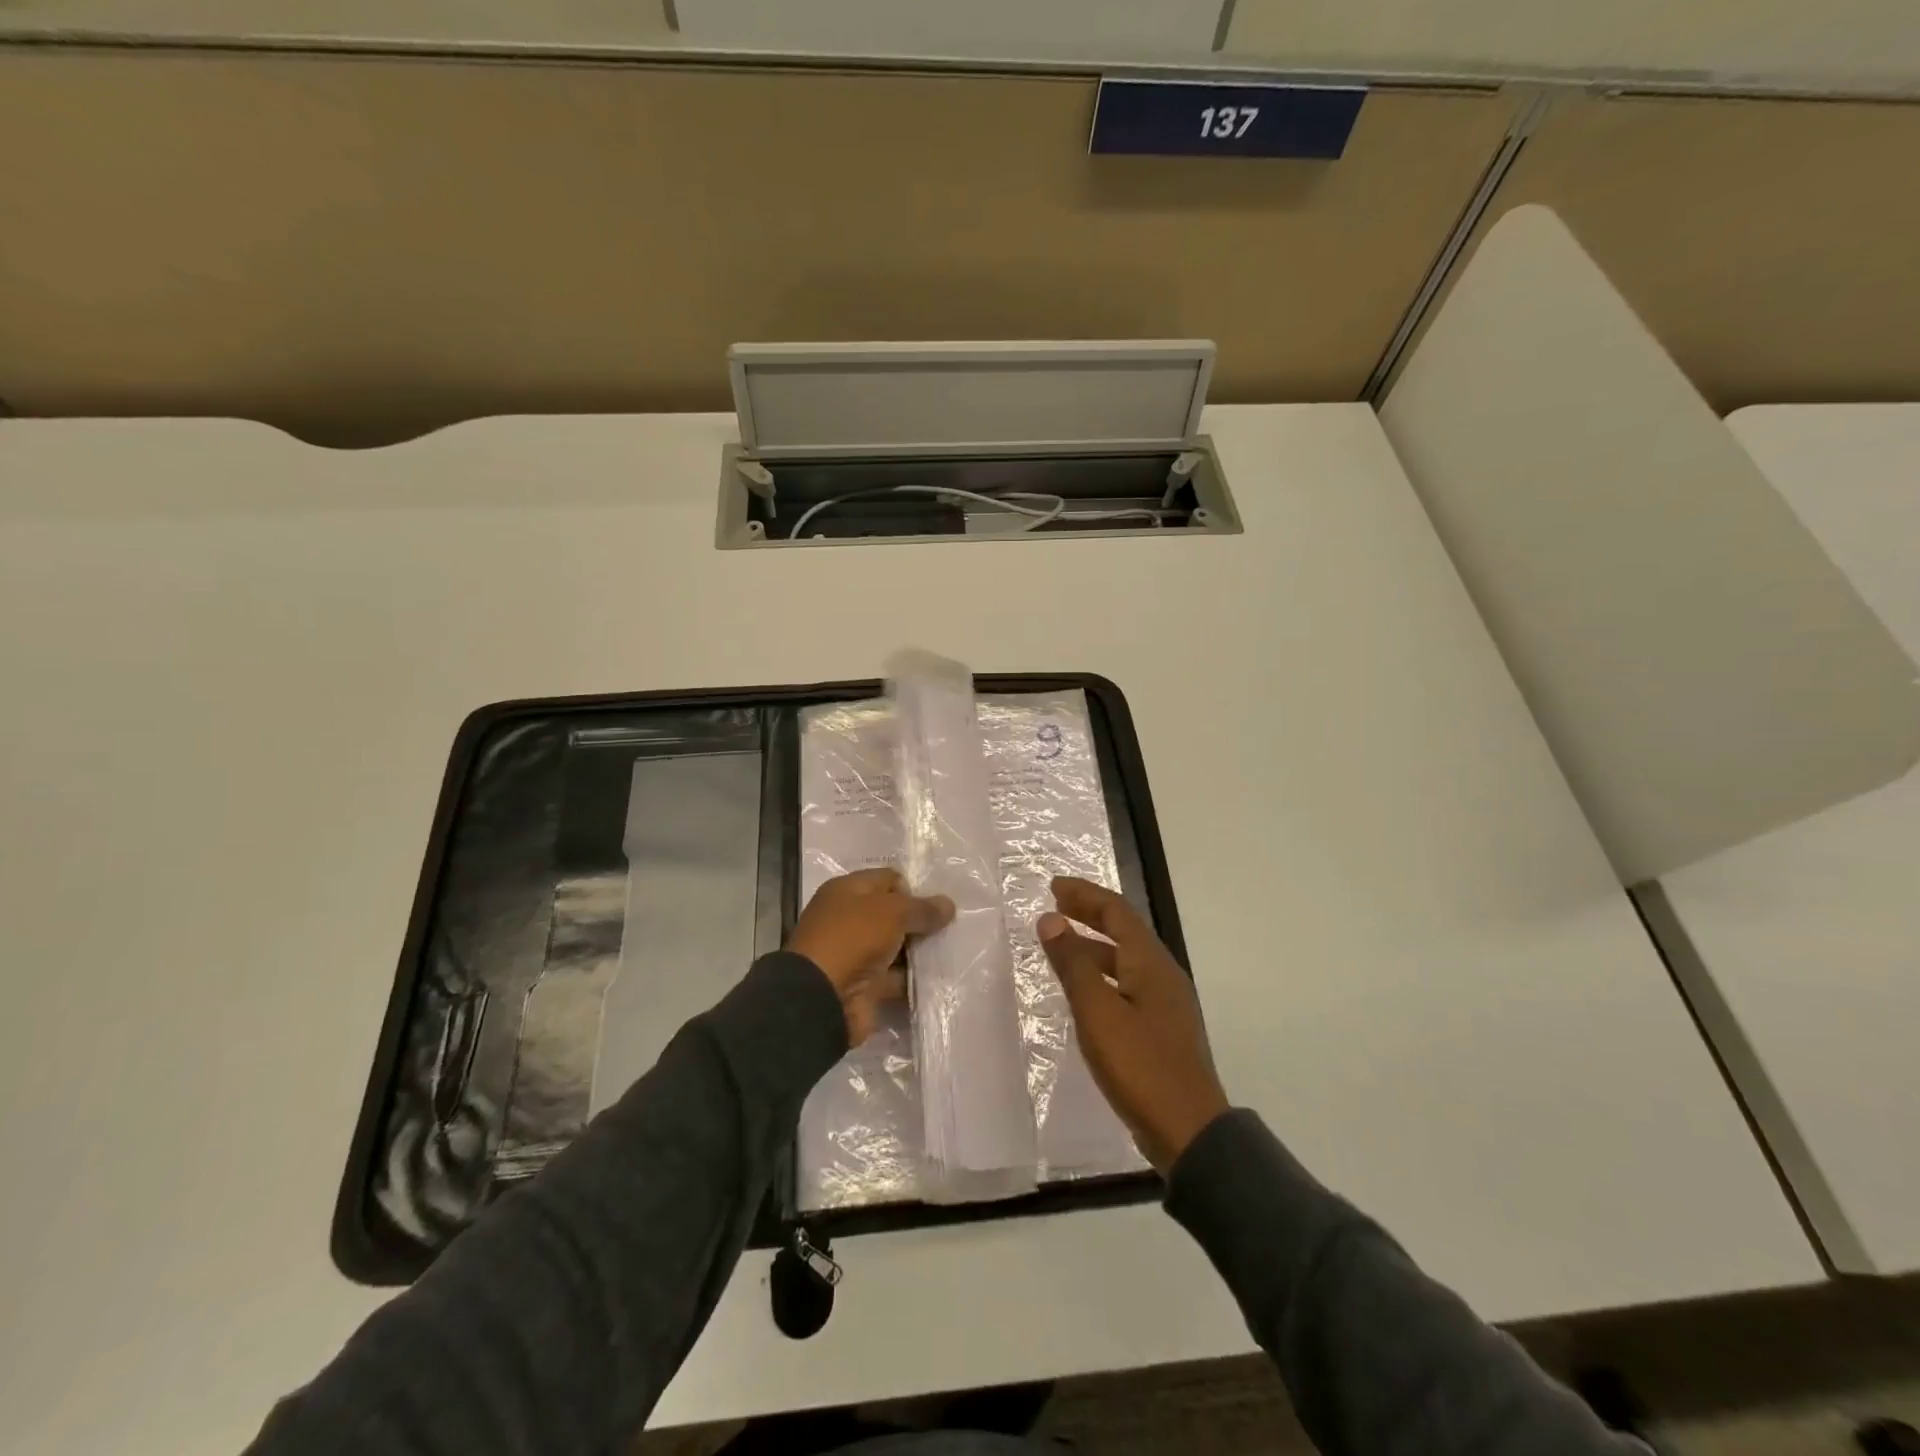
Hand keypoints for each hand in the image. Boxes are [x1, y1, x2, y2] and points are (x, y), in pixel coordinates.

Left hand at [788, 868, 954, 1046]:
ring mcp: (856, 954)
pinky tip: (941, 978)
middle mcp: (850, 919)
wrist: (821, 997)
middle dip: (921, 921)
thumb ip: (922, 908)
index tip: (937, 905)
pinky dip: (914, 980)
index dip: (913, 889)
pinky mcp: (865, 986)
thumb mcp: (892, 912)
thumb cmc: (853, 938)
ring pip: (897, 947)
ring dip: (920, 952)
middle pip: (893, 914)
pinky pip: (896, 978)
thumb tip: (948, 905)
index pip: (888, 880)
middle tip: (953, 928)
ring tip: (953, 951)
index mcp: (847, 891)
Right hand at [1038, 877, 1228, 1172]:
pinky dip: (1102, 973)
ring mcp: (1165, 1002)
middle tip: (1055, 904)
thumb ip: (1073, 964)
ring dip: (1093, 944)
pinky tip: (1084, 992)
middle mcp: (1162, 974)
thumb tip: (1050, 920)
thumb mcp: (1097, 1012)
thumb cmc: (1140, 1065)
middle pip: (1124, 930)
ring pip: (1125, 958)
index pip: (1116, 911)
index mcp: (1150, 962)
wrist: (1188, 1131)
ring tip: (1061, 945)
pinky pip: (1127, 983)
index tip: (1053, 887)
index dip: (1084, 894)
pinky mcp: (1162, 1028)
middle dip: (1089, 913)